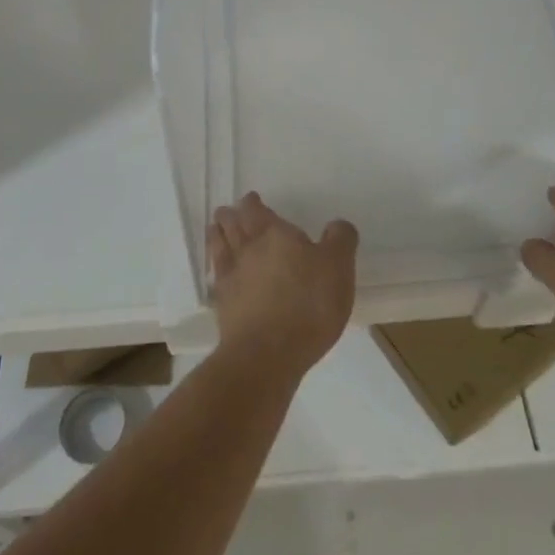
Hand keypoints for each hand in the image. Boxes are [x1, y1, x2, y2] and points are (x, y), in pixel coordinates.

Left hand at [207, 193, 356, 376]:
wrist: (268, 354)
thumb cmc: (309, 305)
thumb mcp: (338, 268)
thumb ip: (340, 240)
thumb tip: (337, 225)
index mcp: (274, 234)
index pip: (257, 210)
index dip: (253, 204)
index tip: (251, 199)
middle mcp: (248, 249)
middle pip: (232, 224)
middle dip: (230, 215)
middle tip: (228, 211)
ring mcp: (231, 277)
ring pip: (219, 246)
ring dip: (217, 234)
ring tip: (215, 228)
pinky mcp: (224, 306)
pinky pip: (217, 277)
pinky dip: (215, 266)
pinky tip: (218, 271)